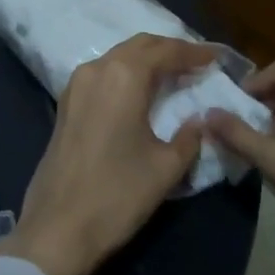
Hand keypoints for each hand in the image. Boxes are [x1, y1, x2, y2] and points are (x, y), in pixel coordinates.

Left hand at [0, 34, 216, 274]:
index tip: (217, 58)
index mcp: (124, 76)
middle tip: (198, 63)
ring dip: (147, 60)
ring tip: (174, 74)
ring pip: (119, 56)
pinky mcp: (66, 103)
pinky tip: (142, 91)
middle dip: (170, 50)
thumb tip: (200, 119)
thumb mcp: (165, 168)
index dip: (194, 53)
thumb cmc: (117, 195)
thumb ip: (189, 137)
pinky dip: (127, 73)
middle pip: (140, 45)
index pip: (166, 51)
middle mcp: (98, 69)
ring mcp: (77, 84)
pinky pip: (104, 73)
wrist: (57, 228)